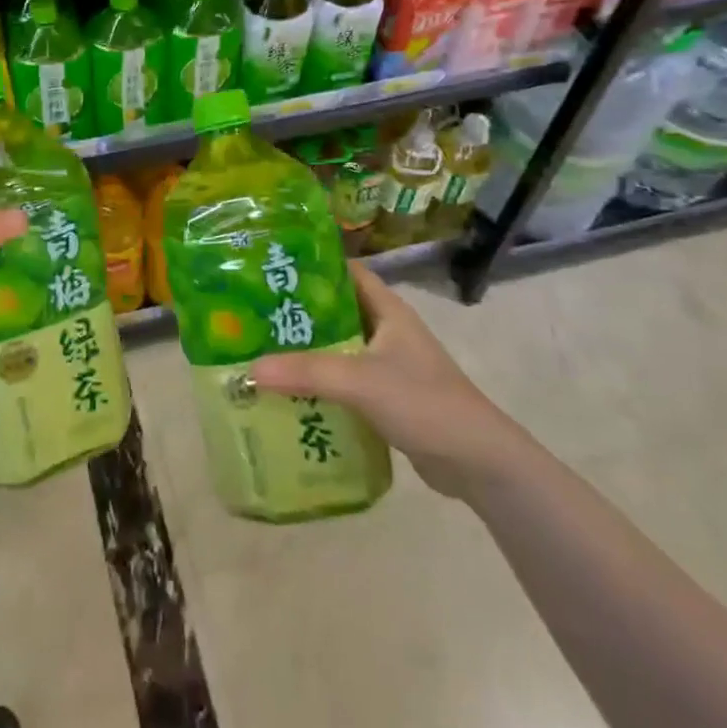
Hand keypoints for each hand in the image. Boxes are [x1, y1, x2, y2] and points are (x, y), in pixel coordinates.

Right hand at [250, 262, 524, 503]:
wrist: (477, 462)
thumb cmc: (424, 403)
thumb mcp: (361, 381)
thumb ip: (307, 372)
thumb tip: (249, 370)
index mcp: (388, 310)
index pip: (345, 272)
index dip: (311, 266)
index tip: (270, 268)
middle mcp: (387, 331)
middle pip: (335, 312)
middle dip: (296, 313)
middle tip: (250, 315)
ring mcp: (387, 365)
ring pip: (337, 348)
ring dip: (304, 351)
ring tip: (259, 351)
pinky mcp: (385, 397)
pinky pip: (343, 381)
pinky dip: (318, 383)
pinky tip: (287, 392)